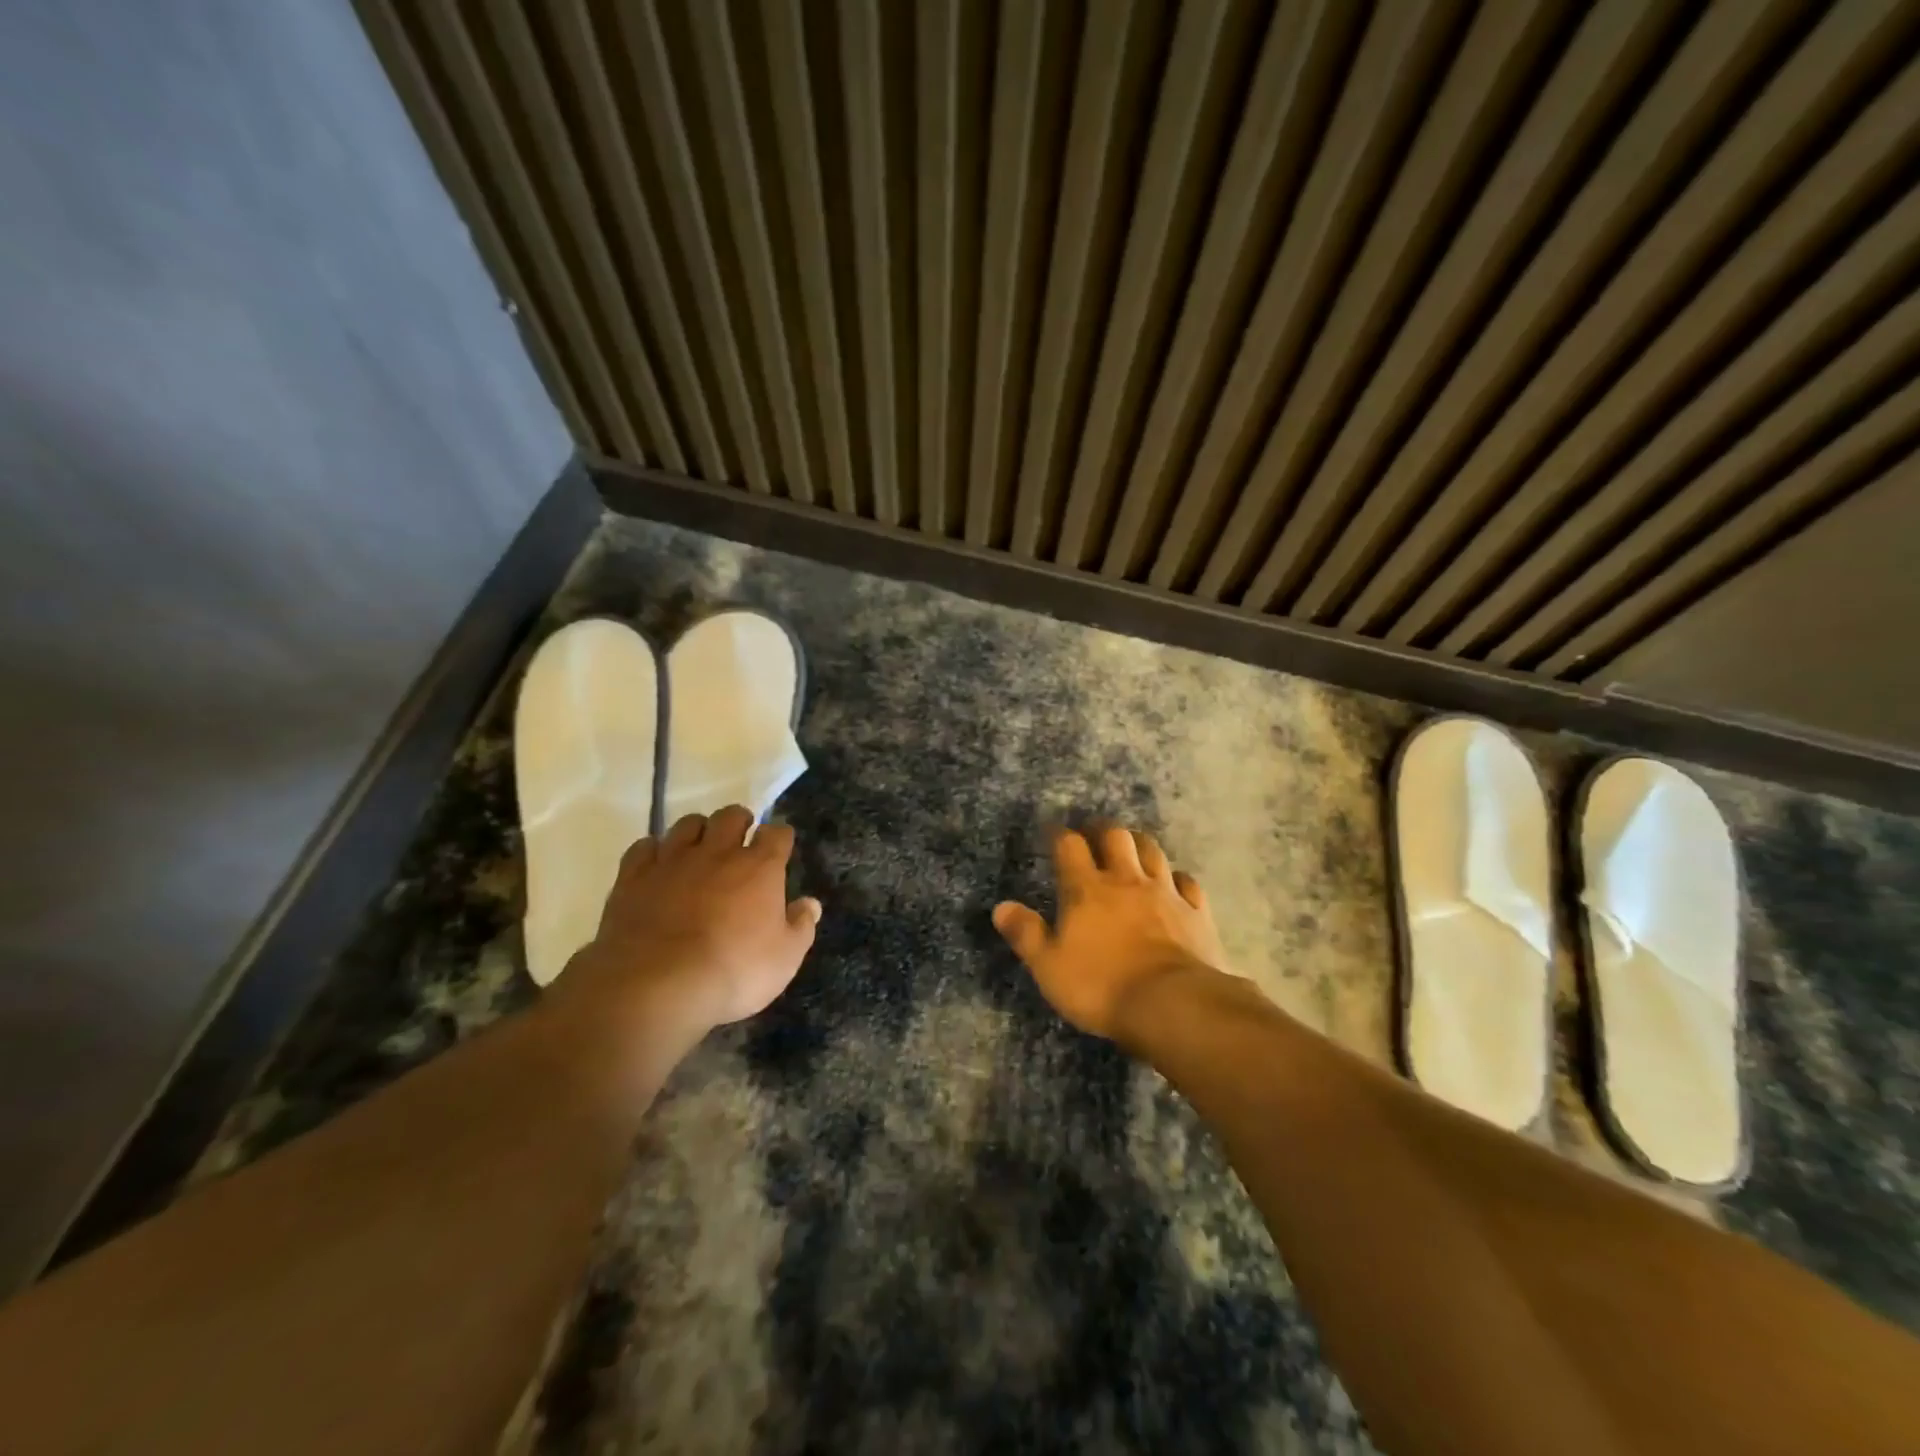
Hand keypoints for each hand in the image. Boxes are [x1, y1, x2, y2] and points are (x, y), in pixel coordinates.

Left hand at [547, 805, 821, 1049]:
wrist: (656, 985)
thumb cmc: (733, 971)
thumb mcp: (784, 959)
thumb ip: (801, 927)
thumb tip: (810, 903)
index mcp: (759, 868)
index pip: (777, 833)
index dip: (779, 837)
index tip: (779, 847)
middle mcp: (717, 852)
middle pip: (731, 816)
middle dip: (739, 822)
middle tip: (739, 841)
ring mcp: (672, 860)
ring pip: (687, 824)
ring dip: (697, 831)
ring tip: (699, 850)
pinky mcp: (634, 876)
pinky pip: (644, 847)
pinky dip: (653, 851)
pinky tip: (657, 866)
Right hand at [993, 825, 1226, 1041]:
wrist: (1172, 1004)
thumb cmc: (1101, 986)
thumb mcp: (1049, 967)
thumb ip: (1026, 934)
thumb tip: (1001, 907)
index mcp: (1087, 889)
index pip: (1069, 846)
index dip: (1060, 835)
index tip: (1053, 834)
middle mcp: (1126, 880)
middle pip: (1116, 836)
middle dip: (1103, 830)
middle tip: (1095, 836)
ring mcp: (1165, 893)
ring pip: (1153, 851)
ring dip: (1139, 845)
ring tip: (1131, 850)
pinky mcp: (1196, 912)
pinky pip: (1187, 882)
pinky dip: (1177, 879)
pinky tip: (1174, 884)